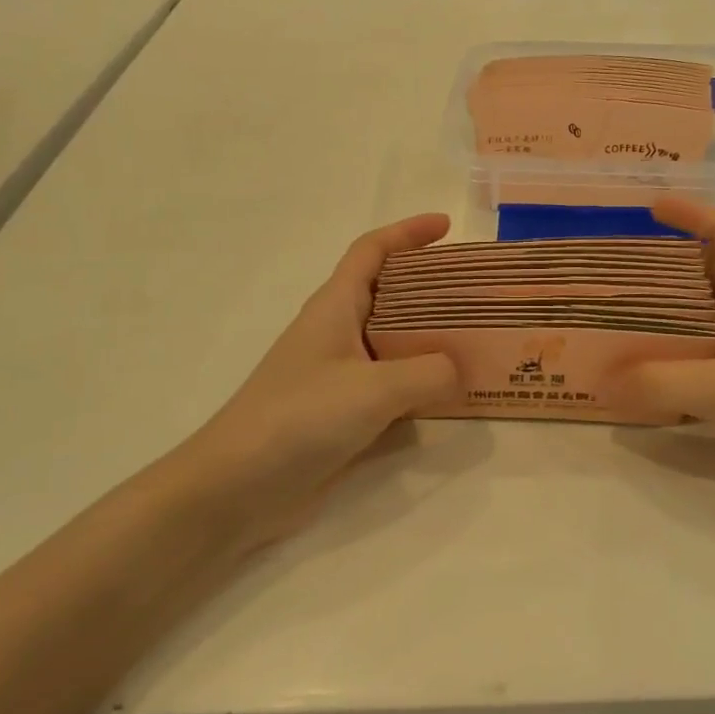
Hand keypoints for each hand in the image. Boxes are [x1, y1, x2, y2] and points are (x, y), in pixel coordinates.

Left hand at [184, 215, 458, 548]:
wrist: (236, 487)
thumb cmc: (298, 418)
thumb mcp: (372, 389)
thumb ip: (427, 374)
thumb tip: (459, 370)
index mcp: (335, 307)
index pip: (372, 251)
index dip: (408, 232)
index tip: (447, 226)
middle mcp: (337, 332)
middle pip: (389, 293)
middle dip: (432, 285)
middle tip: (477, 292)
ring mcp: (339, 374)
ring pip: (394, 341)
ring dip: (432, 337)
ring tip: (478, 341)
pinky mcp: (342, 412)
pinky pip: (393, 383)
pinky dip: (422, 382)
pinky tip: (451, 395)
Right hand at [619, 199, 714, 499]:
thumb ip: (663, 383)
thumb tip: (601, 381)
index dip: (696, 215)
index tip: (652, 207)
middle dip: (672, 266)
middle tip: (621, 268)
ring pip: (712, 322)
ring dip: (672, 317)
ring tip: (621, 317)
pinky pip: (712, 366)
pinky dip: (681, 364)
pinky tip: (647, 378)